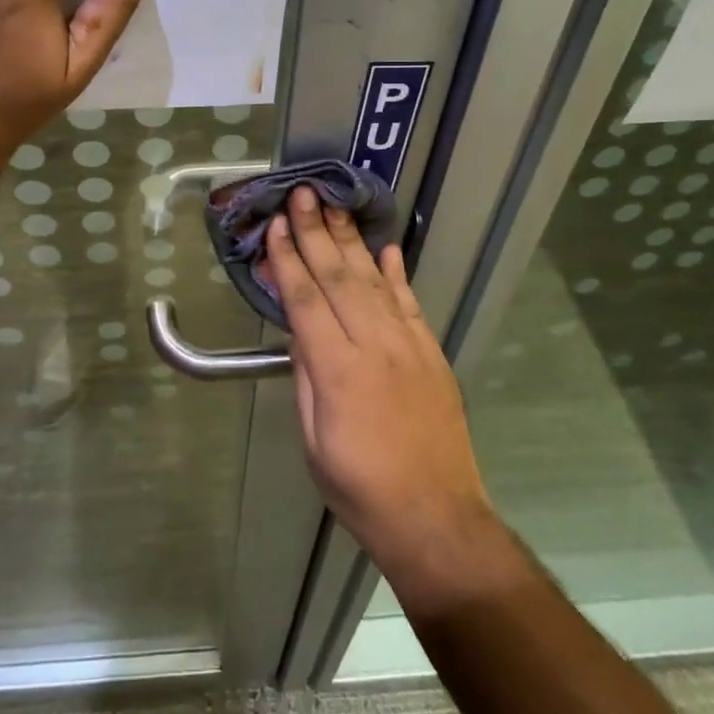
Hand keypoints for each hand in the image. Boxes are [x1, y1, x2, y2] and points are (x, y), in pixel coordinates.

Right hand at [270, 187, 517, 612]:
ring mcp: (409, 346)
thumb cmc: (359, 487)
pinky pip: (411, 303)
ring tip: (334, 207)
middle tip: (303, 195)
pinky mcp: (432, 353)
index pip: (306, 300)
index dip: (288, 260)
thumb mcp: (313, 439)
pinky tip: (385, 248)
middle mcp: (375, 346)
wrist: (436, 519)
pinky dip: (396, 273)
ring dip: (351, 241)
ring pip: (374, 281)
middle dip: (316, 232)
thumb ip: (306, 376)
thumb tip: (298, 329)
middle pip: (339, 277)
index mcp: (338, 370)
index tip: (277, 227)